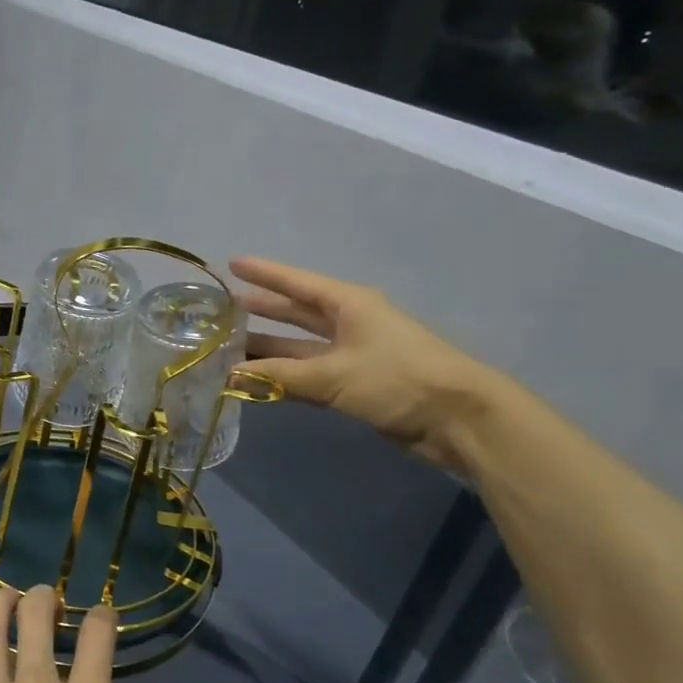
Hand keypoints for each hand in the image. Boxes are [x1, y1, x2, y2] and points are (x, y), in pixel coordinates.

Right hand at [232, 256, 495, 473]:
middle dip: (264, 309)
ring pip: (300, 347)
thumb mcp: (333, 374)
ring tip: (230, 347)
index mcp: (348, 304)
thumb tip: (231, 373)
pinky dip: (285, 376)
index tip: (232, 264)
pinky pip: (310, 373)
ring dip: (269, 348)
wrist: (457, 418)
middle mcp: (349, 323)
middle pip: (297, 312)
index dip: (264, 273)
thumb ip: (280, 375)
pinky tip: (258, 379)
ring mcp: (353, 354)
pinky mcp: (357, 384)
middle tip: (225, 309)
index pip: (296, 283)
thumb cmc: (396, 379)